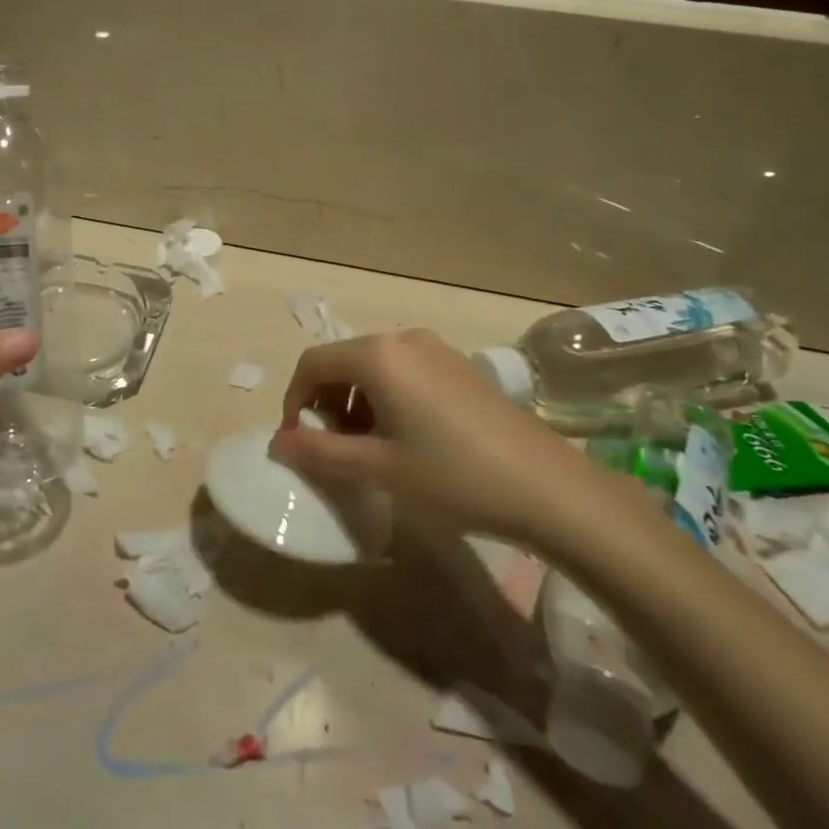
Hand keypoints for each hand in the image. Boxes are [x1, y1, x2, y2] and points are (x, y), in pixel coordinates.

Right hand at [270, 330, 622, 550]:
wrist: (549, 489)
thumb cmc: (454, 477)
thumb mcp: (378, 469)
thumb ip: (320, 452)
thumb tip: (279, 442)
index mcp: (378, 356)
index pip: (312, 364)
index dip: (294, 400)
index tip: (297, 441)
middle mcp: (403, 340)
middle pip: (342, 361)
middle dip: (325, 402)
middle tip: (332, 448)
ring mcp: (436, 349)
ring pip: (374, 367)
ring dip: (355, 402)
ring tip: (368, 448)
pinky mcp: (459, 366)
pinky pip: (404, 372)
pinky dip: (386, 398)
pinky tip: (405, 438)